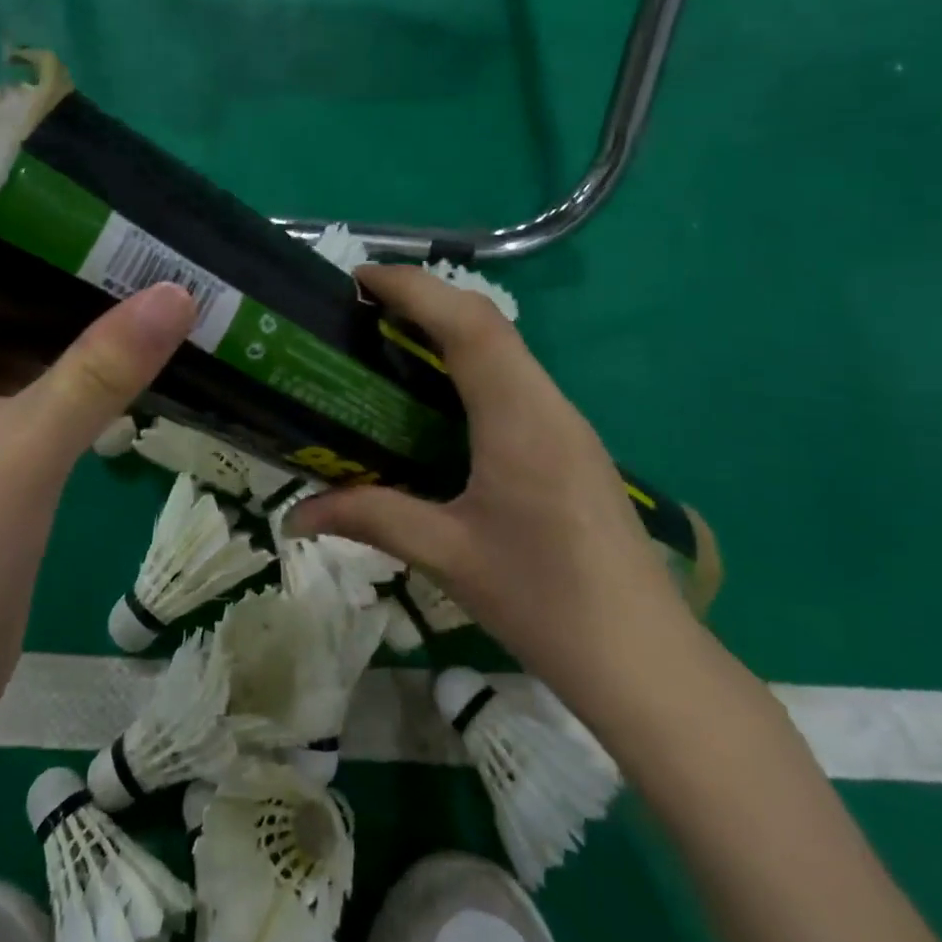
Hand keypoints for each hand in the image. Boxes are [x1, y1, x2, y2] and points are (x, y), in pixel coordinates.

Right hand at [289, 264, 703, 724]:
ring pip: (505, 347)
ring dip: (450, 327)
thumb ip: (370, 518)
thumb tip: (295, 515)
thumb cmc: (545, 602)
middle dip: (426, 297)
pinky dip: (470, 362)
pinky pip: (515, 379)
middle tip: (364, 307)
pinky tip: (438, 398)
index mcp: (518, 418)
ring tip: (390, 339)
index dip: (412, 288)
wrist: (646, 662)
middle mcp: (547, 404)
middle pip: (487, 322)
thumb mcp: (447, 555)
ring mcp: (566, 423)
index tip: (359, 279)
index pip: (466, 324)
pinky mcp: (571, 445)